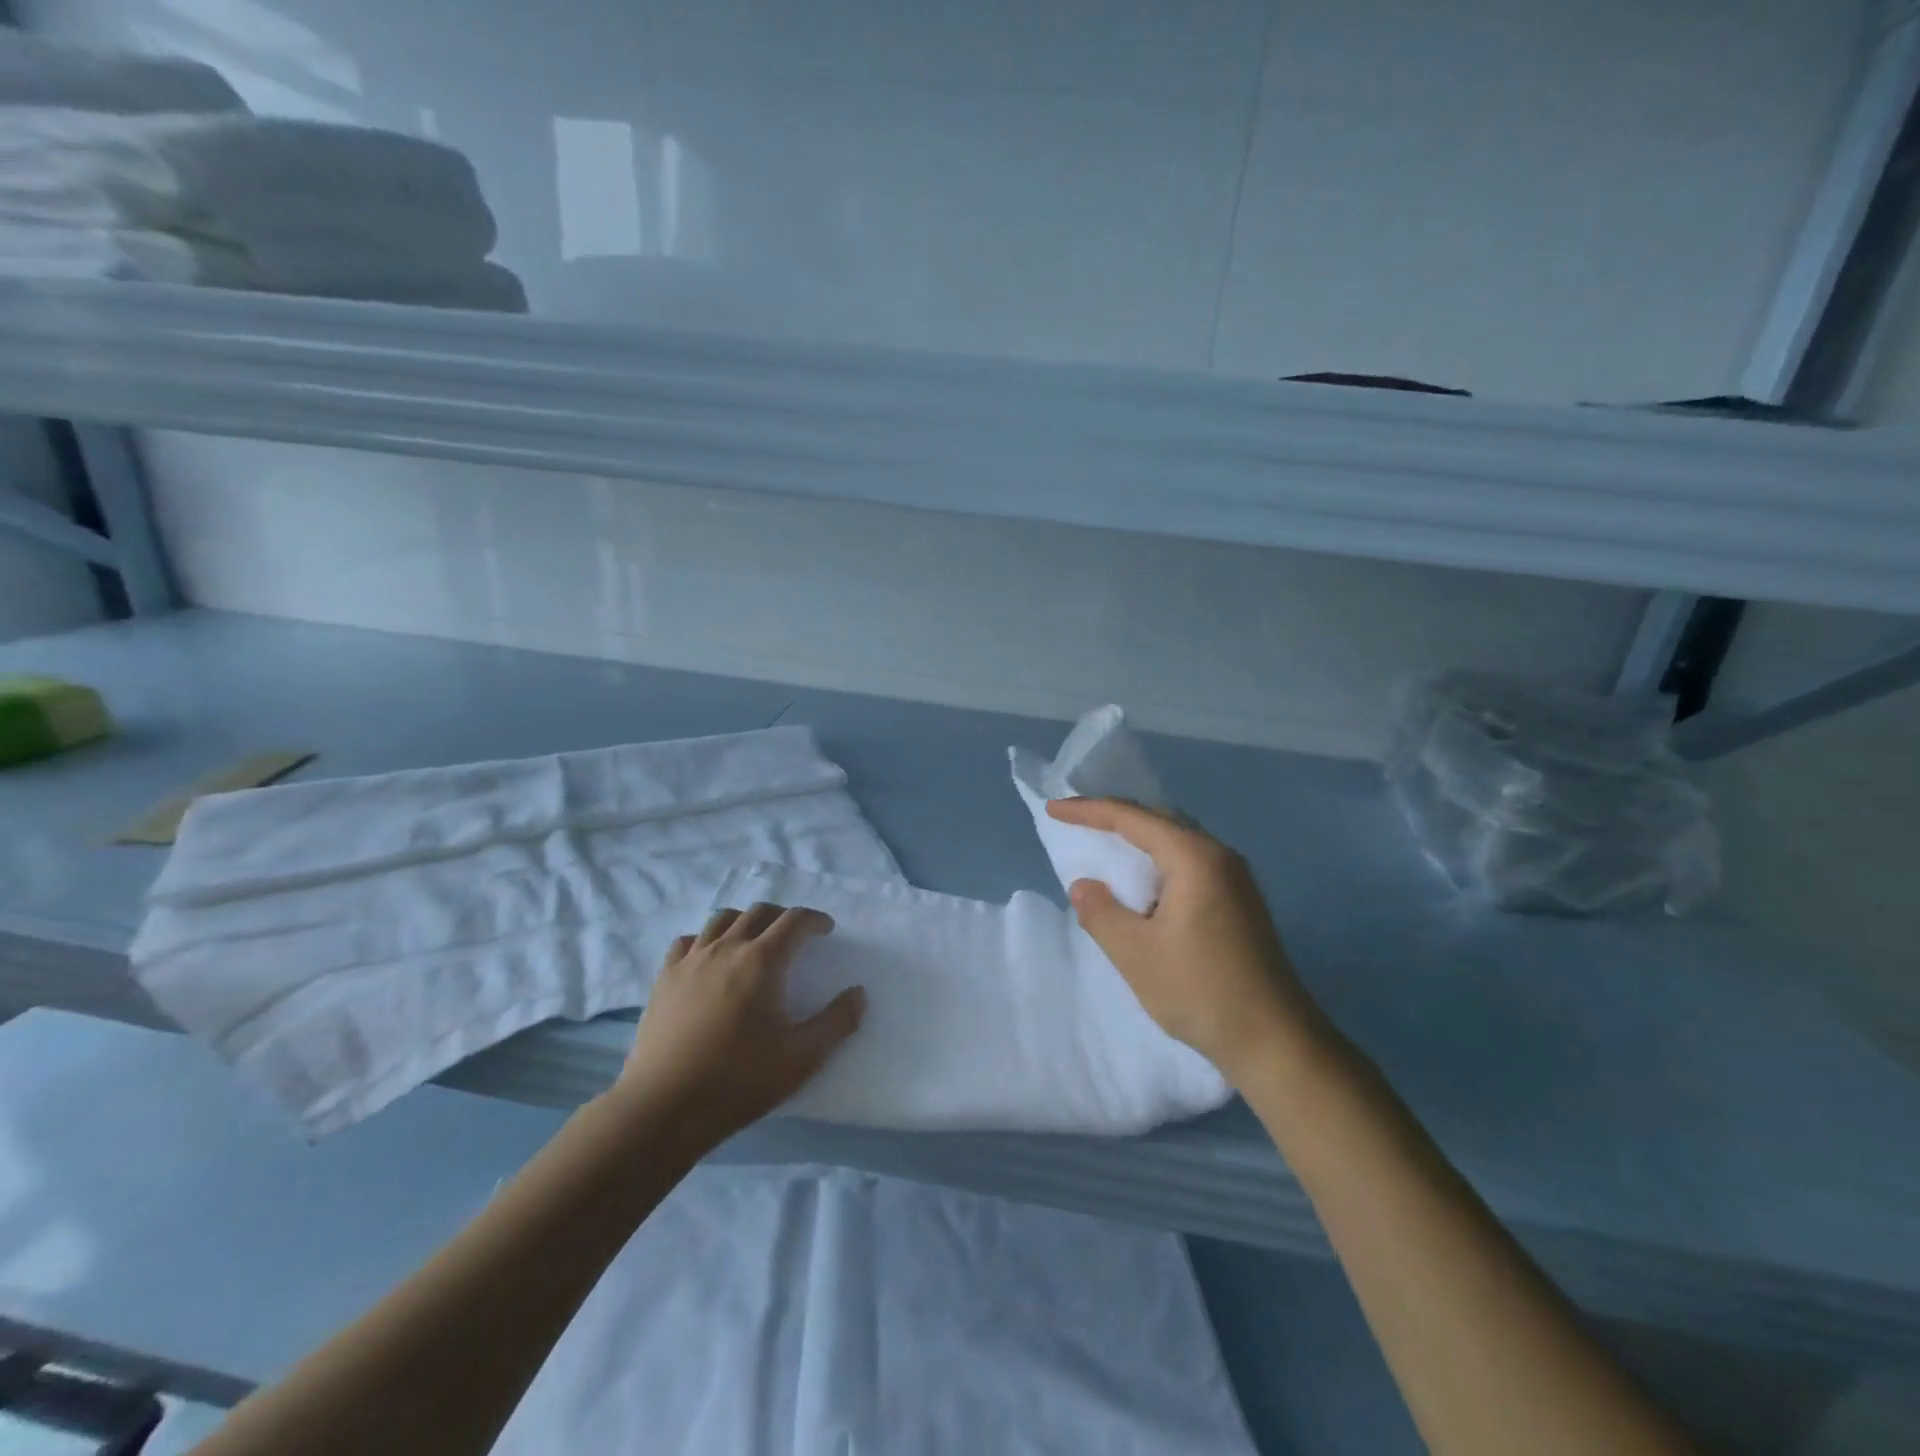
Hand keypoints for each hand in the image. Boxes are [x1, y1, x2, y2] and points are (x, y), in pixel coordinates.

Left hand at [615, 903, 865, 1145]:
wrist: (663, 1108)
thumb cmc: (739, 1081)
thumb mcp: (801, 1058)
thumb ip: (837, 1022)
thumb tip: (858, 993)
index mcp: (763, 961)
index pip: (794, 920)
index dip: (815, 919)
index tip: (826, 930)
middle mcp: (727, 948)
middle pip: (759, 912)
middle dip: (783, 916)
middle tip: (796, 935)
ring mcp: (691, 961)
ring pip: (722, 919)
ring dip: (746, 921)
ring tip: (755, 940)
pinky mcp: (664, 978)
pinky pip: (689, 941)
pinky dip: (707, 939)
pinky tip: (711, 958)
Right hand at [1047, 797, 1324, 1084]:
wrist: (1276, 1041)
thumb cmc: (1201, 991)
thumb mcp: (1135, 954)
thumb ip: (1101, 912)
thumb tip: (1084, 885)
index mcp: (1195, 857)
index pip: (1132, 818)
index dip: (1089, 811)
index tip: (1054, 809)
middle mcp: (1219, 855)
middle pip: (1159, 819)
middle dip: (1115, 817)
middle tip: (1077, 822)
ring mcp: (1235, 878)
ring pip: (1176, 840)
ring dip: (1138, 840)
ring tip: (1103, 847)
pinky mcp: (1239, 900)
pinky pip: (1189, 862)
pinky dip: (1157, 862)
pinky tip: (1142, 884)